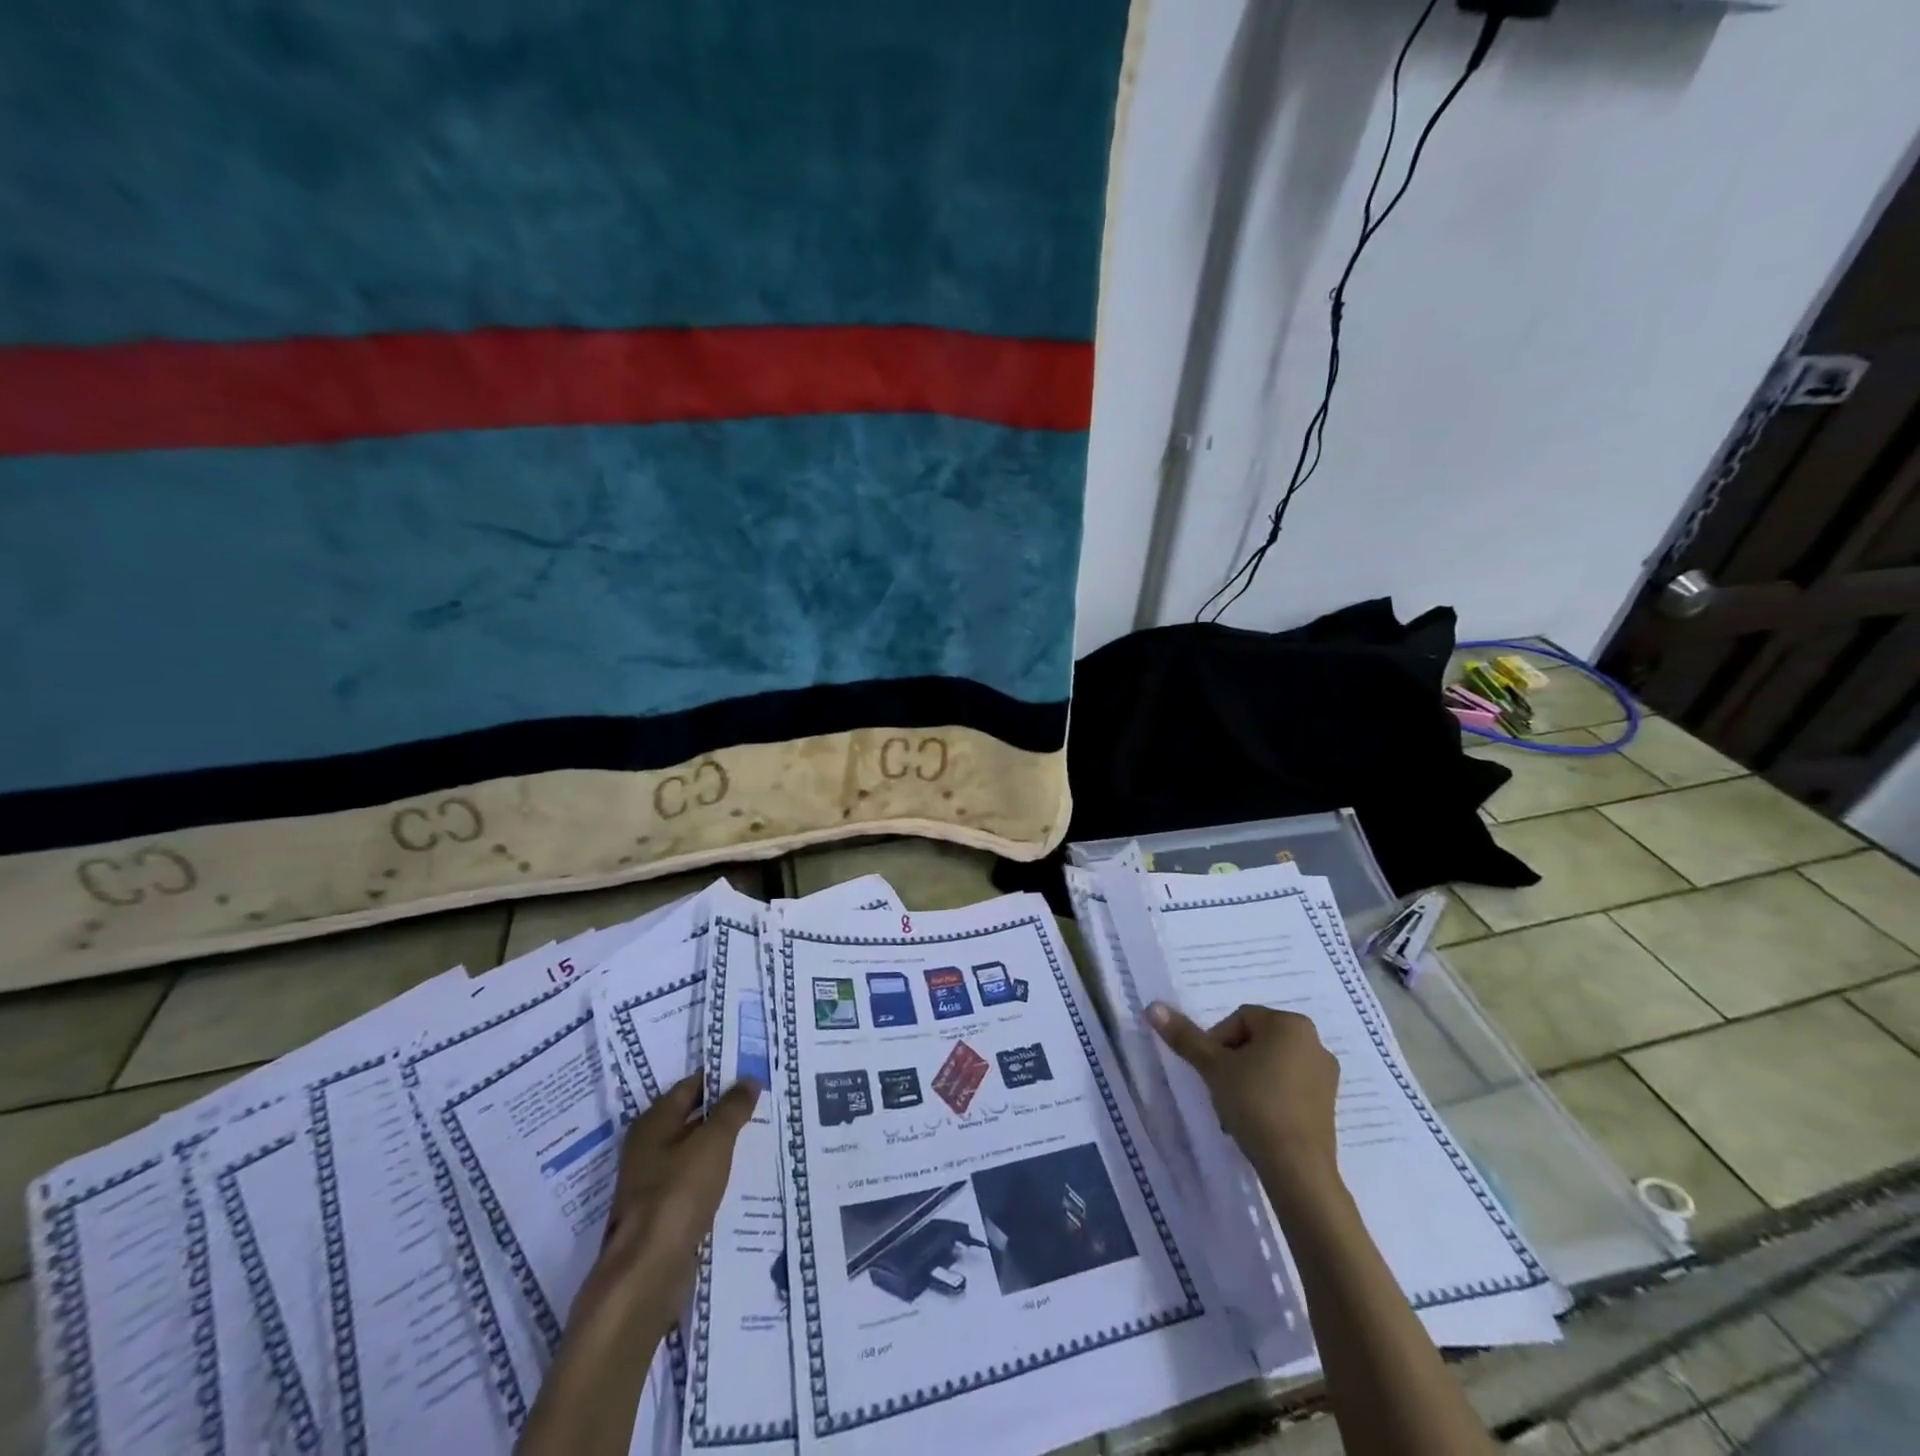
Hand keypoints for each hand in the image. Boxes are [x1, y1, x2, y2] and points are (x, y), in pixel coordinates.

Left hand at [572, 1072, 759, 1340]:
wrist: (647, 1271)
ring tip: (756, 1135)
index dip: (720, 1078)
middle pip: (690, 1116)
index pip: (690, 1085)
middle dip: (723, 1110)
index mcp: (653, 1122)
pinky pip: (692, 1179)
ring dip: (719, 1143)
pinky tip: (737, 1176)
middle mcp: (647, 1146)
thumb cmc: (678, 1193)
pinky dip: (713, 1173)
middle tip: (761, 1102)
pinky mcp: (661, 1212)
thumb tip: (748, 1079)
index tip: (751, 1075)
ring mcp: (651, 1181)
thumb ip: (732, 1108)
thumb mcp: (713, 1142)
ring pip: (692, 1150)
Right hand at [1148, 1002, 1341, 1206]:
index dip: (1216, 1042)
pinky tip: (1256, 1121)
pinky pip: (1289, 1086)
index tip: (1210, 1071)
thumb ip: (1185, 1036)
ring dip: (1248, 1079)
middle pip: (1256, 1040)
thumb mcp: (1213, 1067)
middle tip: (1219, 1089)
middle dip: (1232, 1062)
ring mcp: (1325, 1075)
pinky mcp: (1328, 1104)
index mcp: (1290, 1024)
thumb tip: (1152, 1007)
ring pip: (1271, 1065)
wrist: (1297, 1169)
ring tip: (1235, 1109)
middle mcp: (1314, 1042)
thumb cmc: (1255, 1104)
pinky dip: (1269, 1096)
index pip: (1240, 1019)